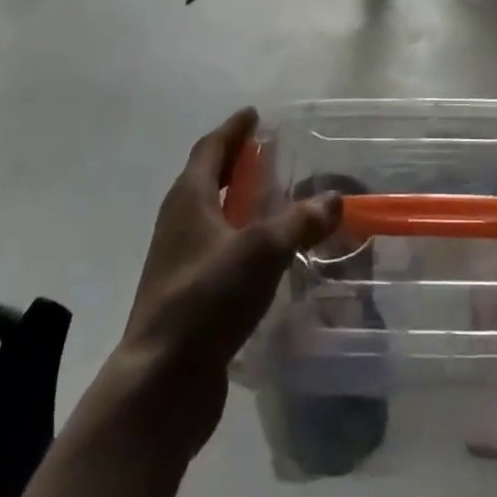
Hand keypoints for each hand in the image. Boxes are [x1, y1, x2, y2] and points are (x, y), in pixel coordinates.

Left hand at [89, 108, 341, 460]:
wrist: (162, 382)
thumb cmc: (206, 300)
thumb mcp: (261, 251)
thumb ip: (300, 221)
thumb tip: (334, 198)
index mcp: (189, 200)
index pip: (210, 149)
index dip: (233, 130)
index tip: (253, 114)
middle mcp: (179, 224)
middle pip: (207, 179)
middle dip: (236, 162)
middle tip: (267, 152)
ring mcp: (179, 261)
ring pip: (212, 217)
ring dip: (238, 202)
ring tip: (273, 200)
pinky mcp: (187, 296)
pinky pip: (217, 251)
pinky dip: (240, 239)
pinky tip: (266, 256)